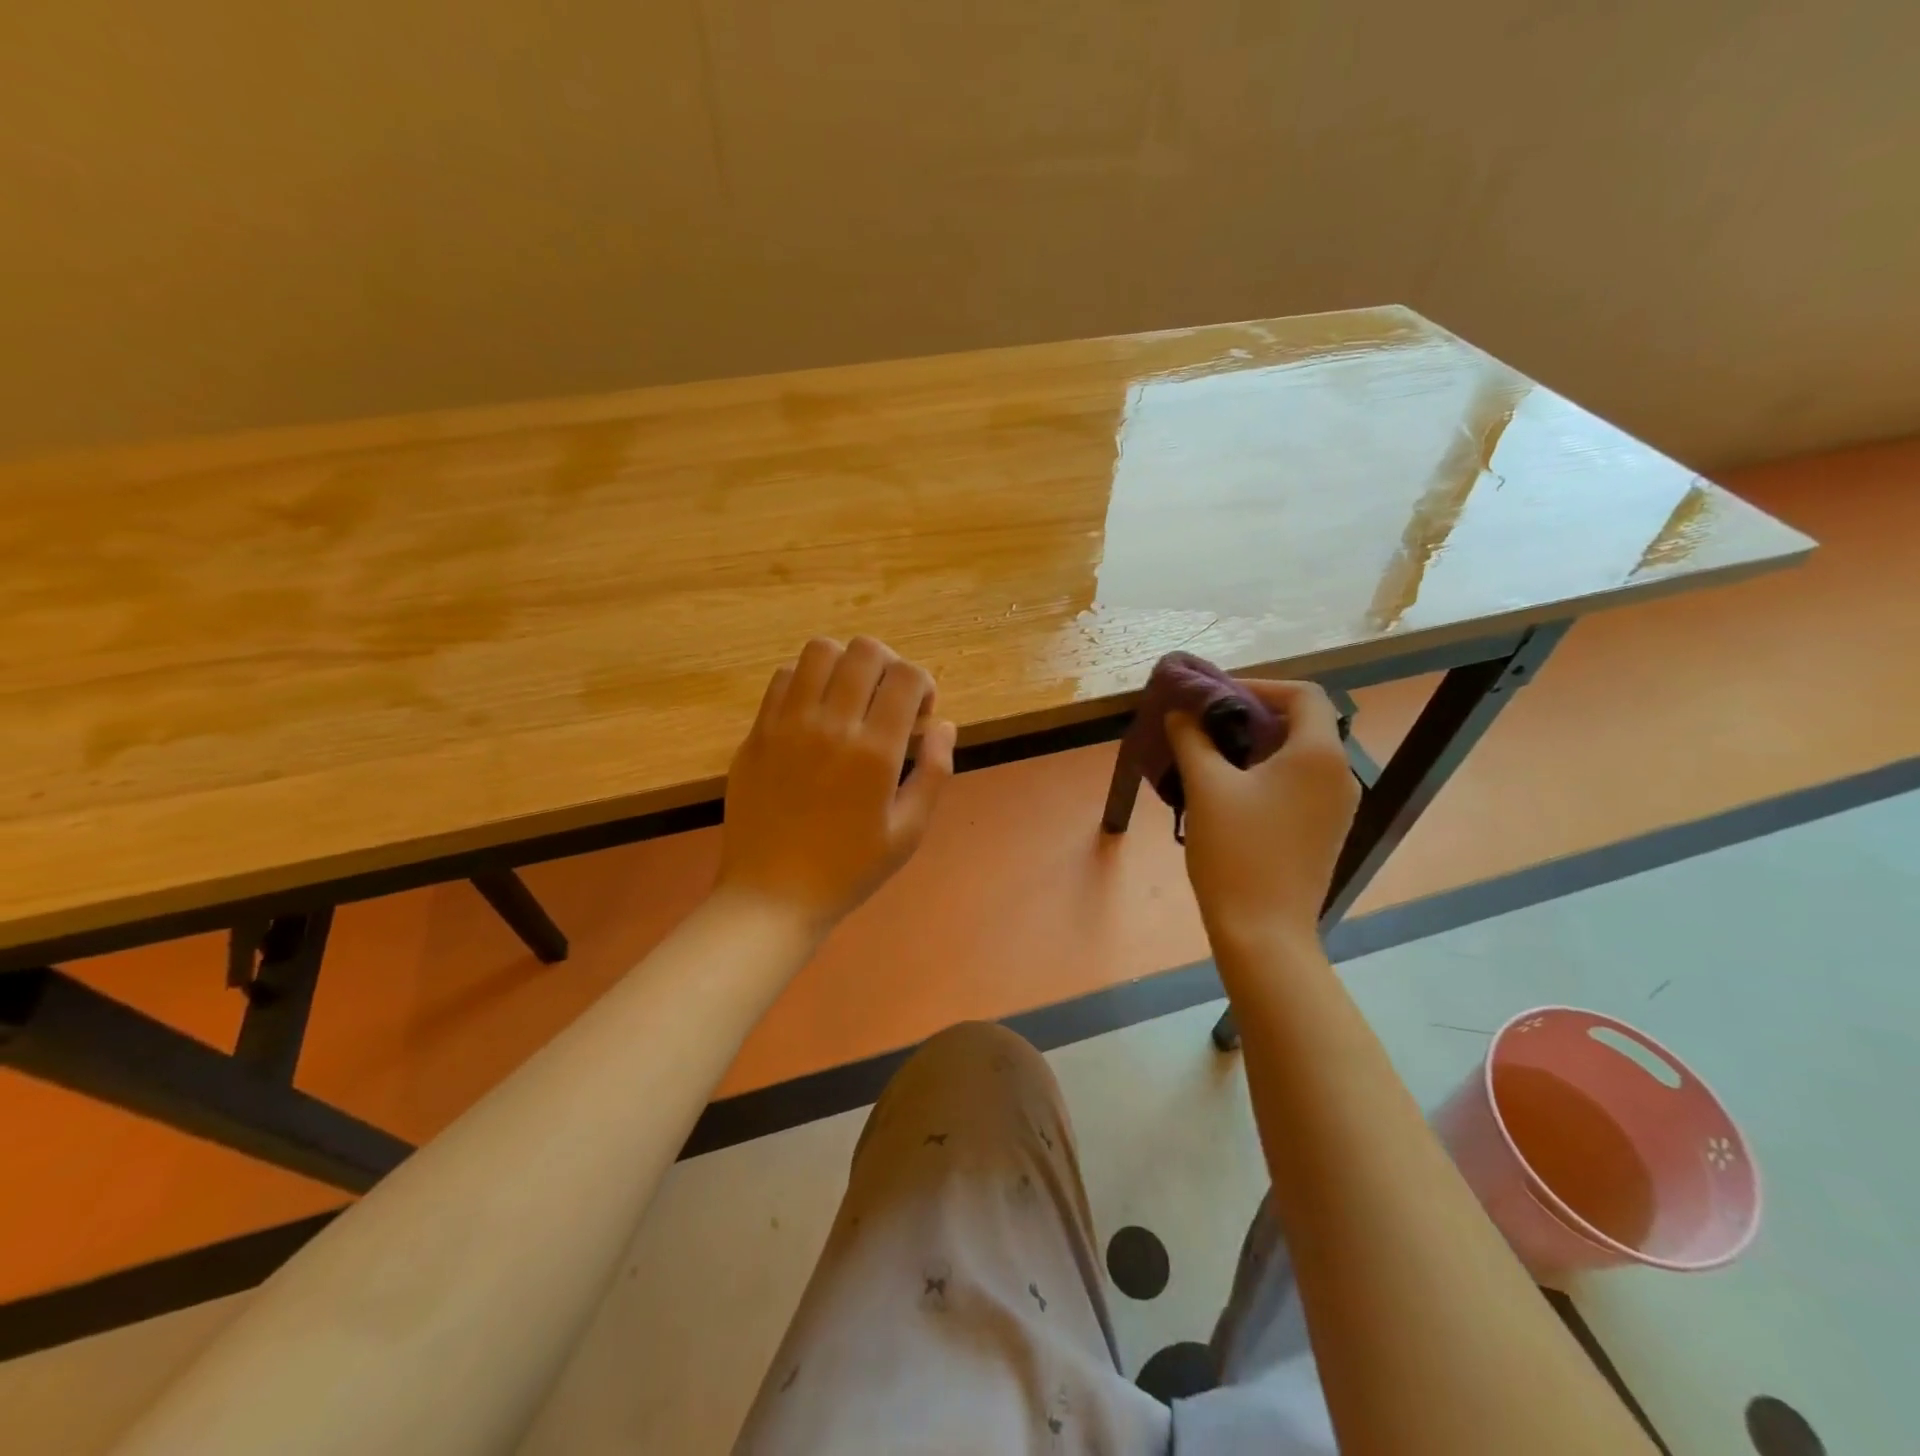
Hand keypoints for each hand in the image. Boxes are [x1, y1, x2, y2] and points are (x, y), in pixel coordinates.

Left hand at [716, 636, 956, 939]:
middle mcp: (831, 725)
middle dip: (888, 665)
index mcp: (874, 751)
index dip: (923, 684)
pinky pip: (782, 678)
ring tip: (849, 697)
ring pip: (819, 651)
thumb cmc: (850, 869)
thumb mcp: (909, 831)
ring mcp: (787, 724)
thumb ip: (934, 771)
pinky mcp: (757, 731)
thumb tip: (944, 724)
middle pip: (865, 651)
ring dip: (845, 665)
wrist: (773, 895)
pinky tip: (813, 713)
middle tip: (887, 699)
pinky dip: (806, 682)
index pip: (907, 676)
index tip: (919, 714)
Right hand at [1166, 680, 1359, 955]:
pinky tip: (1231, 791)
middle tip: (1206, 724)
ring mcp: (1337, 805)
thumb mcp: (1206, 787)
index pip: (1303, 694)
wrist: (1264, 931)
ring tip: (1212, 755)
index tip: (1216, 697)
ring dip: (1259, 745)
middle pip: (1303, 722)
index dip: (1259, 686)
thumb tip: (1181, 711)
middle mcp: (1339, 773)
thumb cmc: (1236, 852)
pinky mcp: (1326, 830)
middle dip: (1253, 714)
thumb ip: (1192, 738)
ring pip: (1301, 754)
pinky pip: (1301, 783)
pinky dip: (1270, 773)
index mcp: (1318, 753)